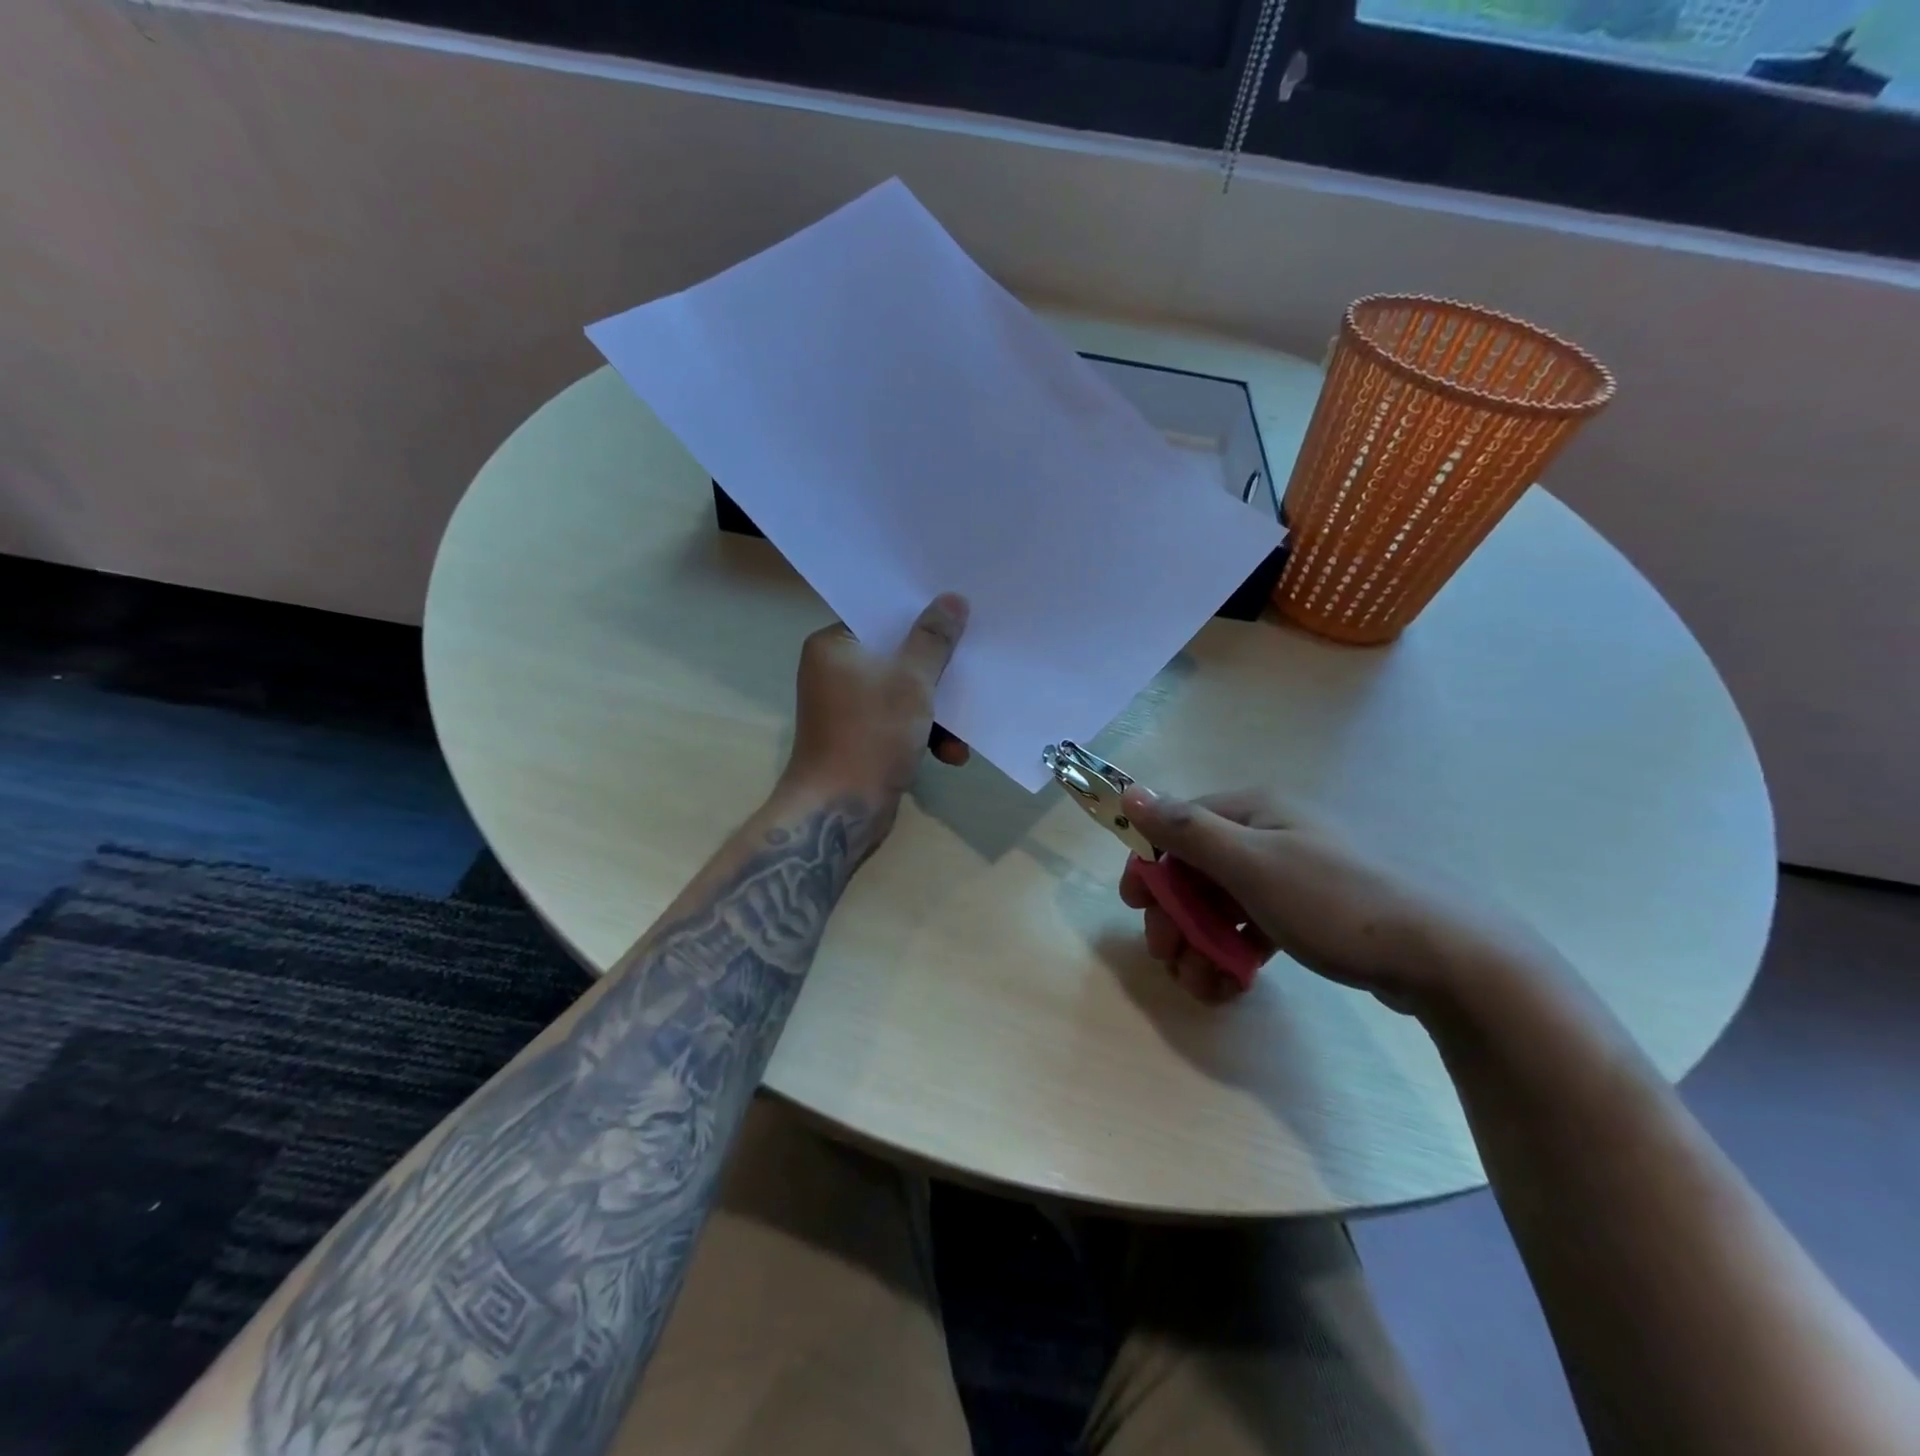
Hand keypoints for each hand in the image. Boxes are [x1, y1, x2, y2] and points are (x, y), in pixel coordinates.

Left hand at [782, 594, 969, 832]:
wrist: (840, 811)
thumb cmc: (871, 735)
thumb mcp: (911, 681)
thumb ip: (933, 639)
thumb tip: (951, 599)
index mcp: (835, 646)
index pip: (882, 617)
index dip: (922, 616)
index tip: (960, 616)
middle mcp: (836, 671)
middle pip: (898, 655)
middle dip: (938, 671)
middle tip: (973, 667)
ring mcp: (849, 708)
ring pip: (904, 692)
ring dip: (938, 711)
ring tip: (965, 729)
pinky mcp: (862, 738)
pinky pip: (900, 722)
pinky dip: (925, 734)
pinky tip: (953, 753)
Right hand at [1119, 786, 1547, 1015]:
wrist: (1447, 956)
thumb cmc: (1336, 902)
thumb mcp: (1252, 864)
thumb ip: (1186, 830)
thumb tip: (1130, 792)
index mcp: (1255, 811)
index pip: (1180, 828)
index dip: (1151, 866)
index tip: (1134, 909)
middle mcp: (1271, 834)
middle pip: (1199, 871)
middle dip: (1177, 917)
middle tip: (1170, 958)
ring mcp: (1293, 875)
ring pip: (1225, 904)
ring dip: (1202, 943)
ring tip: (1203, 986)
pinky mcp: (1312, 913)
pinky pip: (1255, 927)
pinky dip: (1236, 953)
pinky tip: (1231, 985)